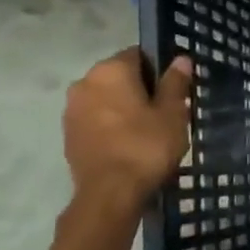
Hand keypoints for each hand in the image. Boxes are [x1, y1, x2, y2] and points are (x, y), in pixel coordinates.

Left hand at [62, 50, 192, 203]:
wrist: (110, 194)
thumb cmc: (146, 146)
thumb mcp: (172, 113)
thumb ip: (175, 83)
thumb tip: (180, 59)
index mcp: (111, 70)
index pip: (139, 55)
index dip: (159, 69)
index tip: (174, 90)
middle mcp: (85, 82)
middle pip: (120, 76)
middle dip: (140, 89)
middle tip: (165, 112)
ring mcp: (72, 110)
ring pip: (106, 98)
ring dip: (123, 107)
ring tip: (147, 130)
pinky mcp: (68, 134)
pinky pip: (95, 119)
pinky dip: (110, 125)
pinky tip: (128, 144)